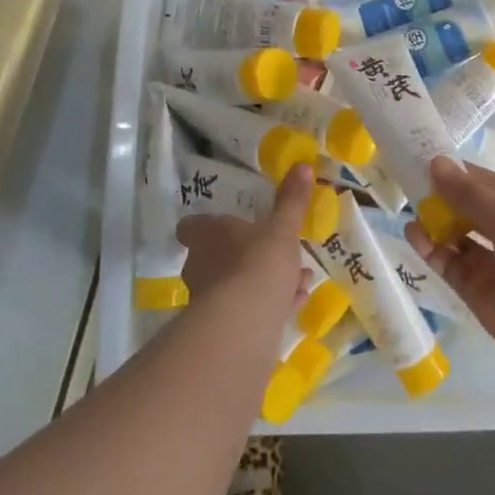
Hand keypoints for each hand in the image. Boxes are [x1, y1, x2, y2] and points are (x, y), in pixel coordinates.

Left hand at [177, 164, 313, 307]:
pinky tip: (295, 303)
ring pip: (237, 284)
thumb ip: (292, 200)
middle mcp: (199, 265)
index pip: (191, 227)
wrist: (245, 321)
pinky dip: (270, 305)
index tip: (230, 227)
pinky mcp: (222, 328)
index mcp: (206, 235)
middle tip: (277, 255)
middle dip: (249, 256)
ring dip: (265, 282)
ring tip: (299, 280)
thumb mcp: (283, 228)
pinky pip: (247, 310)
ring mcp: (207, 299)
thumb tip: (303, 166)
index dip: (206, 226)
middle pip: (217, 257)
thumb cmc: (259, 261)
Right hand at [405, 158, 494, 374]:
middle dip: (441, 198)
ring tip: (409, 212)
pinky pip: (450, 266)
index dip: (456, 173)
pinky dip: (432, 252)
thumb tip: (436, 163)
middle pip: (468, 210)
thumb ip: (470, 195)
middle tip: (406, 185)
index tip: (422, 160)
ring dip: (434, 225)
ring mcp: (492, 264)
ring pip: (456, 238)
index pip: (484, 183)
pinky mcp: (477, 292)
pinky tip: (415, 237)